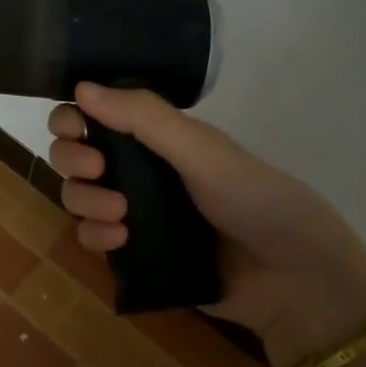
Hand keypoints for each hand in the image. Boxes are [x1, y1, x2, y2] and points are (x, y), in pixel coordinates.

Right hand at [49, 83, 365, 362]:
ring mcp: (133, 212)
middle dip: (73, 159)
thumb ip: (143, 117)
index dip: (72, 118)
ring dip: (85, 200)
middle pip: (74, 154)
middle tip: (98, 169)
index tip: (75, 128)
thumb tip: (81, 86)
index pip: (93, 115)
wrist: (293, 279)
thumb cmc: (255, 199)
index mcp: (155, 137)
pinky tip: (120, 241)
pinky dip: (95, 236)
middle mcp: (137, 169)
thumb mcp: (201, 150)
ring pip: (77, 196)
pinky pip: (92, 238)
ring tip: (120, 215)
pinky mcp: (134, 253)